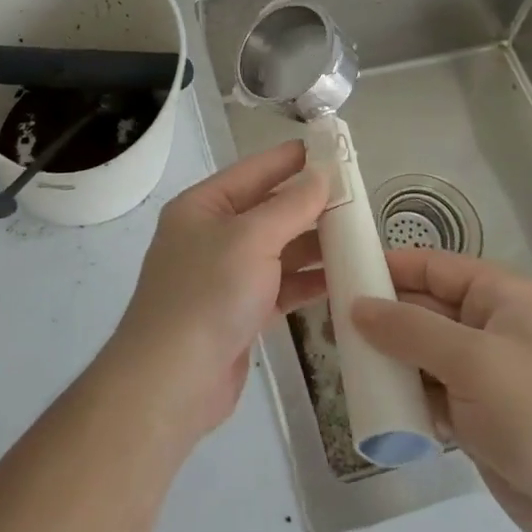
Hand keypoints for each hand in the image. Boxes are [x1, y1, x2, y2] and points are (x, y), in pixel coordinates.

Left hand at [106, 141, 328, 442]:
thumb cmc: (208, 294)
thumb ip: (291, 206)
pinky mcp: (240, 312)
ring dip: (314, 244)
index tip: (332, 149)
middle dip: (309, 204)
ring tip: (359, 235)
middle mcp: (212, 235)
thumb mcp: (251, 239)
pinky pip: (280, 285)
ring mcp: (225, 275)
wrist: (172, 382)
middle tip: (358, 196)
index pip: (254, 171)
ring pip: (278, 250)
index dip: (291, 159)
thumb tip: (321, 175)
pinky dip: (307, 281)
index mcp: (203, 206)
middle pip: (268, 210)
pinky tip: (342, 278)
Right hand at [352, 250, 531, 531]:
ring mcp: (482, 373)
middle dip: (381, 316)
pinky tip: (372, 400)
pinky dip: (403, 394)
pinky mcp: (476, 415)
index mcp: (498, 296)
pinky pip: (428, 391)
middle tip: (330, 325)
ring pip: (421, 352)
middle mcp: (488, 326)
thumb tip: (356, 306)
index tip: (340, 274)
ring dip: (388, 357)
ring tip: (342, 362)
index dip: (388, 267)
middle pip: (423, 308)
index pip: (432, 266)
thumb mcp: (471, 360)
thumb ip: (409, 330)